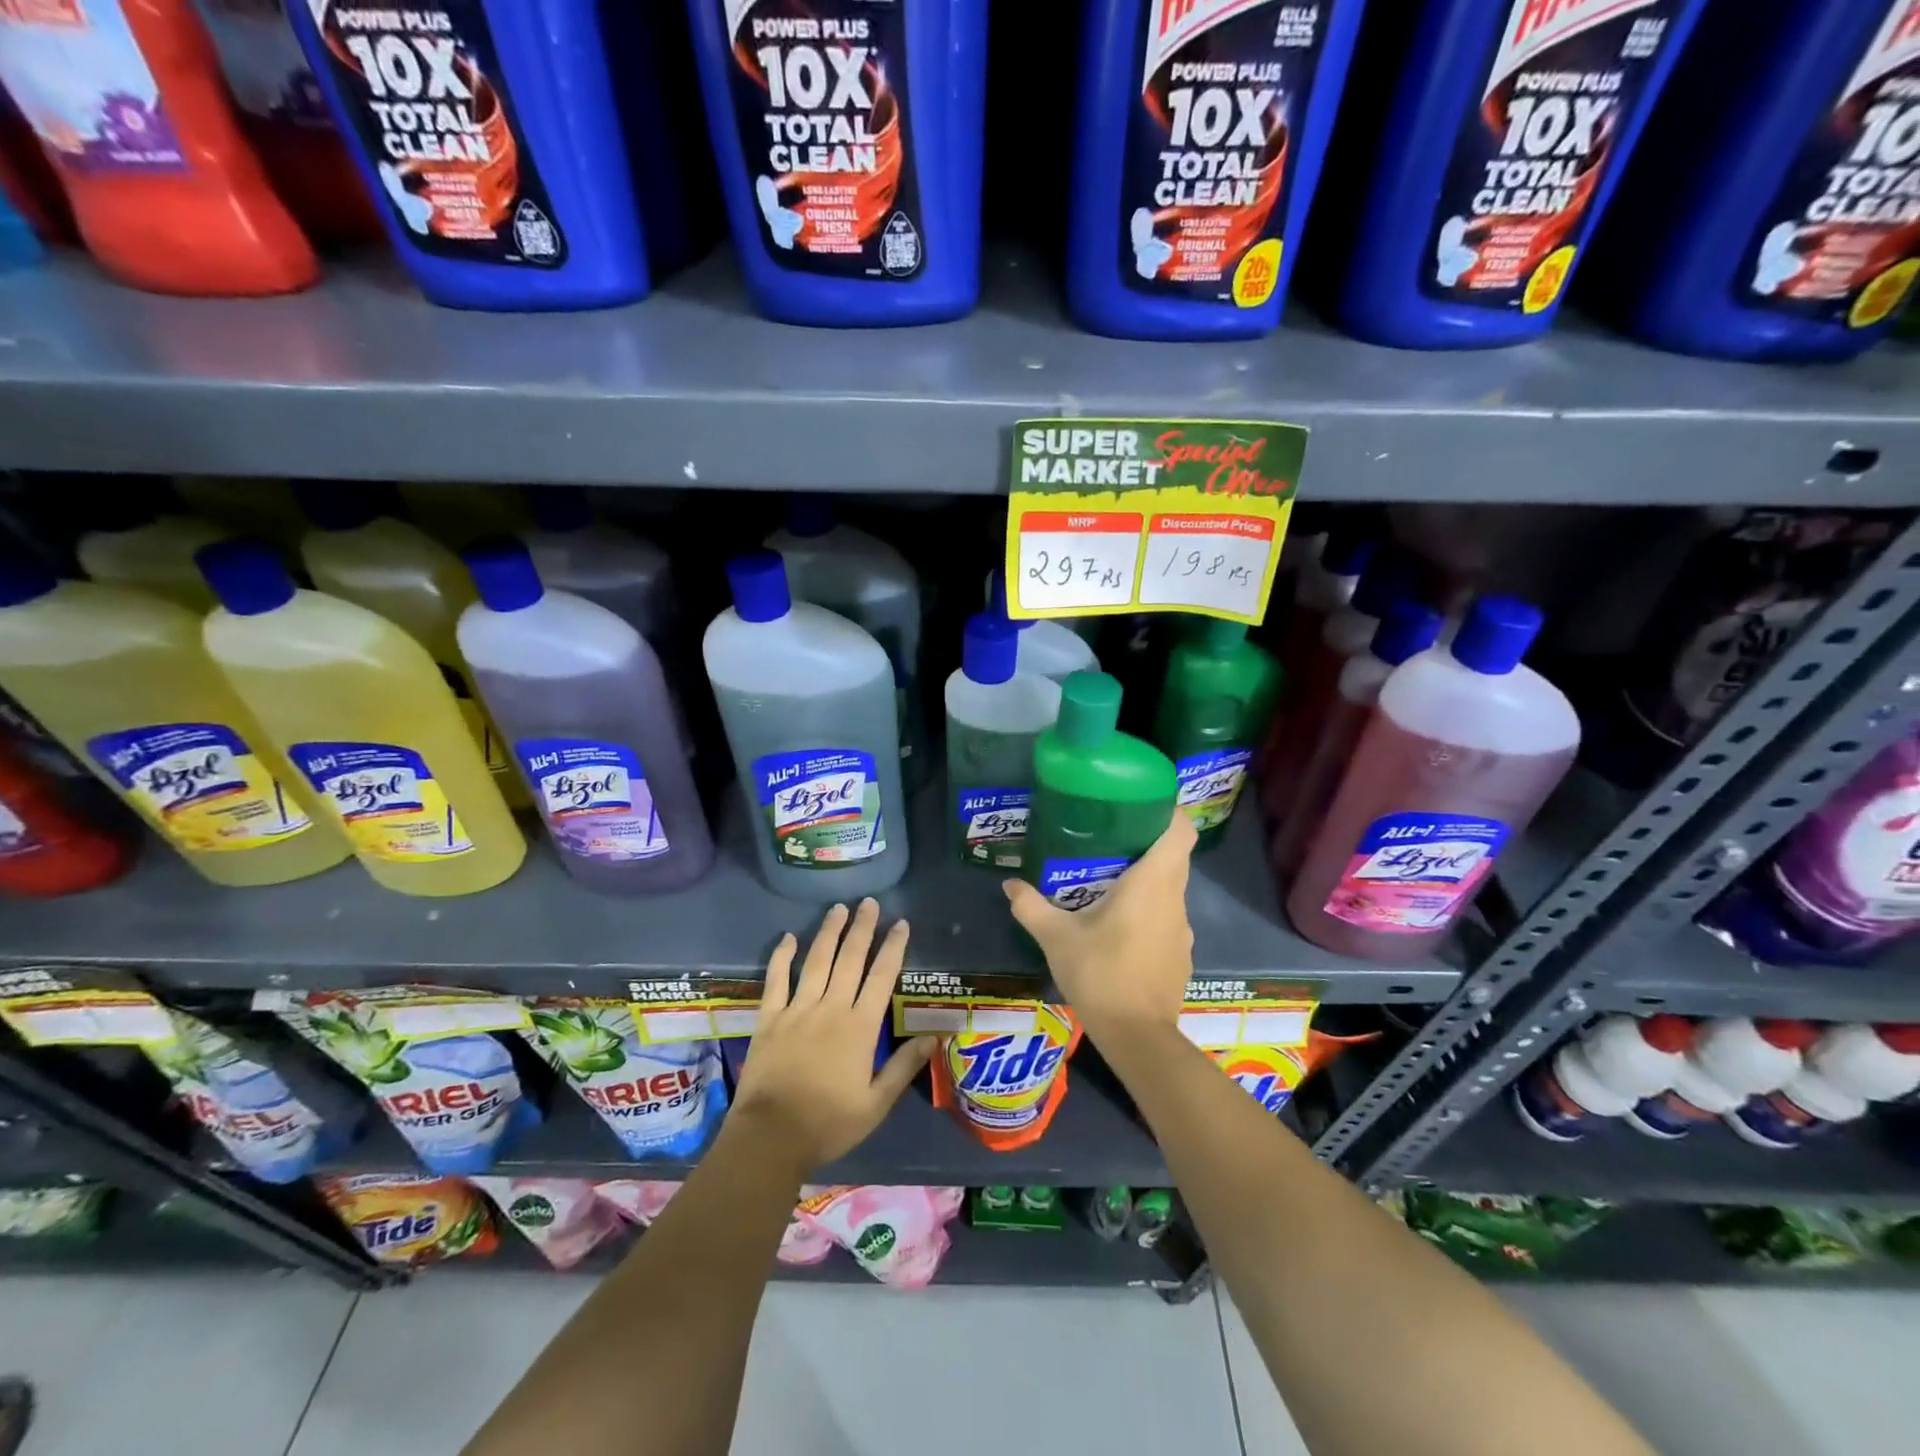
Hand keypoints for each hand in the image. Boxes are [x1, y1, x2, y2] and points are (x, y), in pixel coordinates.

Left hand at [729, 899, 935, 1174]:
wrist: (770, 1137)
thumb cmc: (828, 1123)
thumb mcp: (876, 1104)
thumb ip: (904, 1067)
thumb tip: (934, 1037)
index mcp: (860, 1027)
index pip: (882, 977)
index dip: (893, 947)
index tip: (901, 923)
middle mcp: (831, 1008)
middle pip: (850, 959)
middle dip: (862, 929)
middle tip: (870, 903)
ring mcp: (797, 1010)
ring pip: (817, 961)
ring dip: (829, 933)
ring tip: (839, 909)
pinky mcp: (769, 1018)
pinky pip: (776, 980)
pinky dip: (782, 956)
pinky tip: (788, 937)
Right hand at [1002, 812, 1196, 1039]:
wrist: (1137, 1037)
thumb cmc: (1101, 973)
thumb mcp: (1056, 937)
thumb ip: (1031, 907)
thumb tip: (1009, 884)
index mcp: (1153, 883)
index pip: (1180, 831)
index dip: (1166, 812)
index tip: (1139, 805)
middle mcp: (1175, 900)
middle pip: (1174, 857)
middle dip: (1146, 843)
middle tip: (1108, 839)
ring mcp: (1182, 929)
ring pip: (1170, 889)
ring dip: (1146, 880)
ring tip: (1108, 881)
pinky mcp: (1180, 954)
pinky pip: (1167, 918)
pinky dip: (1149, 911)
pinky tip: (1119, 926)